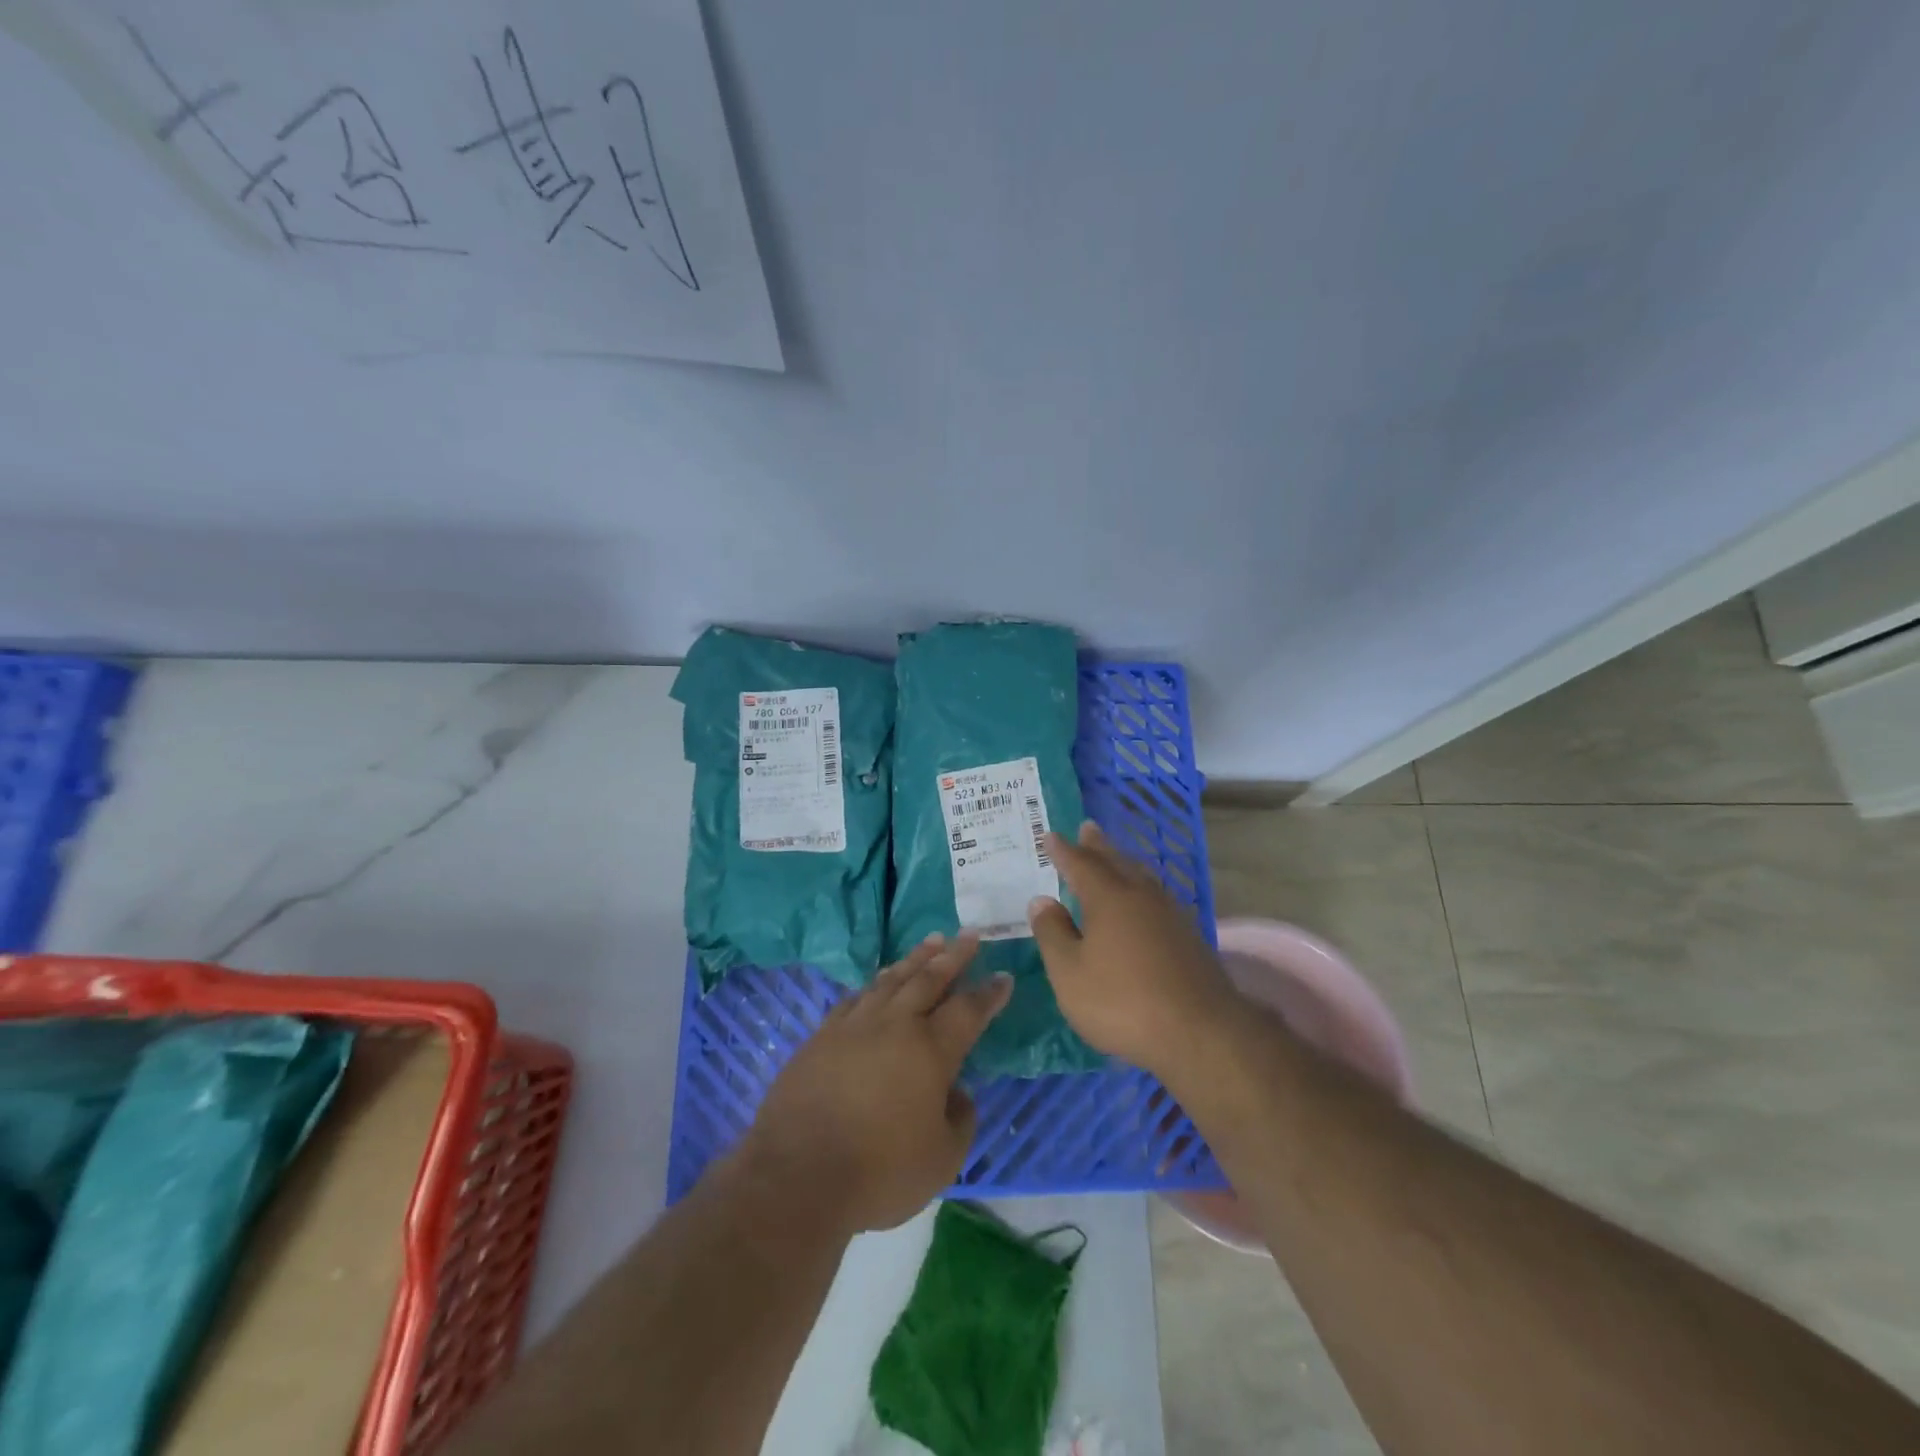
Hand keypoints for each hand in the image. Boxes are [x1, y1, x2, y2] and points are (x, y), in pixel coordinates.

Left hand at [740, 934, 1010, 1234]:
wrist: (797, 1174)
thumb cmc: (879, 1171)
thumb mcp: (941, 1160)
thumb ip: (960, 1120)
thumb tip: (958, 1093)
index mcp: (931, 1051)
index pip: (969, 1010)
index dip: (989, 993)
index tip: (1003, 975)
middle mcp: (895, 1025)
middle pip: (929, 979)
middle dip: (954, 955)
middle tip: (969, 935)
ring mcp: (854, 1026)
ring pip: (891, 980)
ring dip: (915, 959)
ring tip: (932, 941)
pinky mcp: (822, 1036)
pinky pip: (856, 998)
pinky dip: (874, 984)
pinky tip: (877, 981)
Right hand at [1028, 821, 1236, 1081]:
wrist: (1200, 1033)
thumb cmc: (1123, 1002)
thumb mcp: (1070, 974)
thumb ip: (1053, 934)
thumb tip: (1042, 901)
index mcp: (1109, 898)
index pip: (1080, 864)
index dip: (1063, 851)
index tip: (1051, 835)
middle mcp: (1141, 896)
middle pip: (1116, 862)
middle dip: (1098, 846)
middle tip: (1088, 828)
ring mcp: (1170, 915)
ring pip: (1142, 877)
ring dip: (1124, 862)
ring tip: (1114, 857)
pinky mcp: (1189, 937)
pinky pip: (1157, 896)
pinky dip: (1142, 887)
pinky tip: (1144, 901)